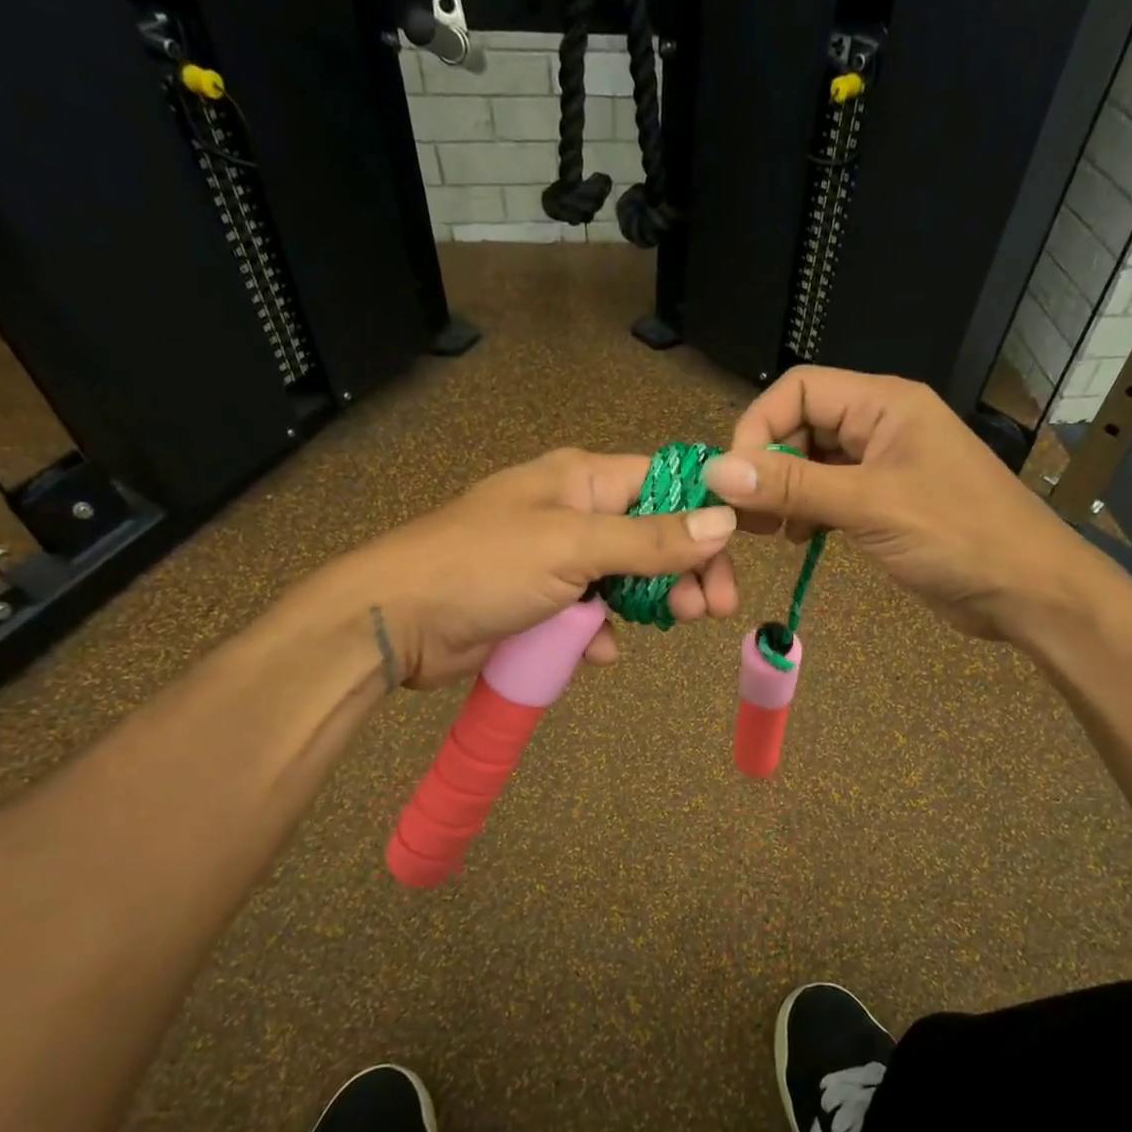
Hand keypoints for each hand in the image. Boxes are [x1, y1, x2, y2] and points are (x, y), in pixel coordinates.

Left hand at [344, 448, 739, 688]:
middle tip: (713, 609)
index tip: (733, 553)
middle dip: (686, 569)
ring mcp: (558, 560)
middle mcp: (575, 513)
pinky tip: (599, 651)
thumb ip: (650, 539)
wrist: (397, 621)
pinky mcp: (542, 603)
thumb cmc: (485, 567)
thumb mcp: (573, 547)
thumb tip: (724, 521)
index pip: (664, 482)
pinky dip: (602, 632)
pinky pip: (591, 614)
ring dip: (650, 603)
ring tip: (672, 625)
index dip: (704, 513)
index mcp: (582, 480)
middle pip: (653, 535)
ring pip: (627, 578)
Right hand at [702, 366, 1085, 639]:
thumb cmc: (957, 536)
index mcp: (884, 404)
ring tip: (766, 531)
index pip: (799, 389)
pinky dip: (806, 511)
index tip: (734, 478)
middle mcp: (881, 425)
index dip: (758, 425)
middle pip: (801, 424)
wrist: (1027, 590)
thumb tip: (717, 472)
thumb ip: (793, 486)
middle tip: (743, 515)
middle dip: (767, 465)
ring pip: (812, 463)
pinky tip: (798, 540)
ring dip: (783, 491)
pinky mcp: (885, 502)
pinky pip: (830, 494)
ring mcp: (884, 465)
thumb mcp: (870, 506)